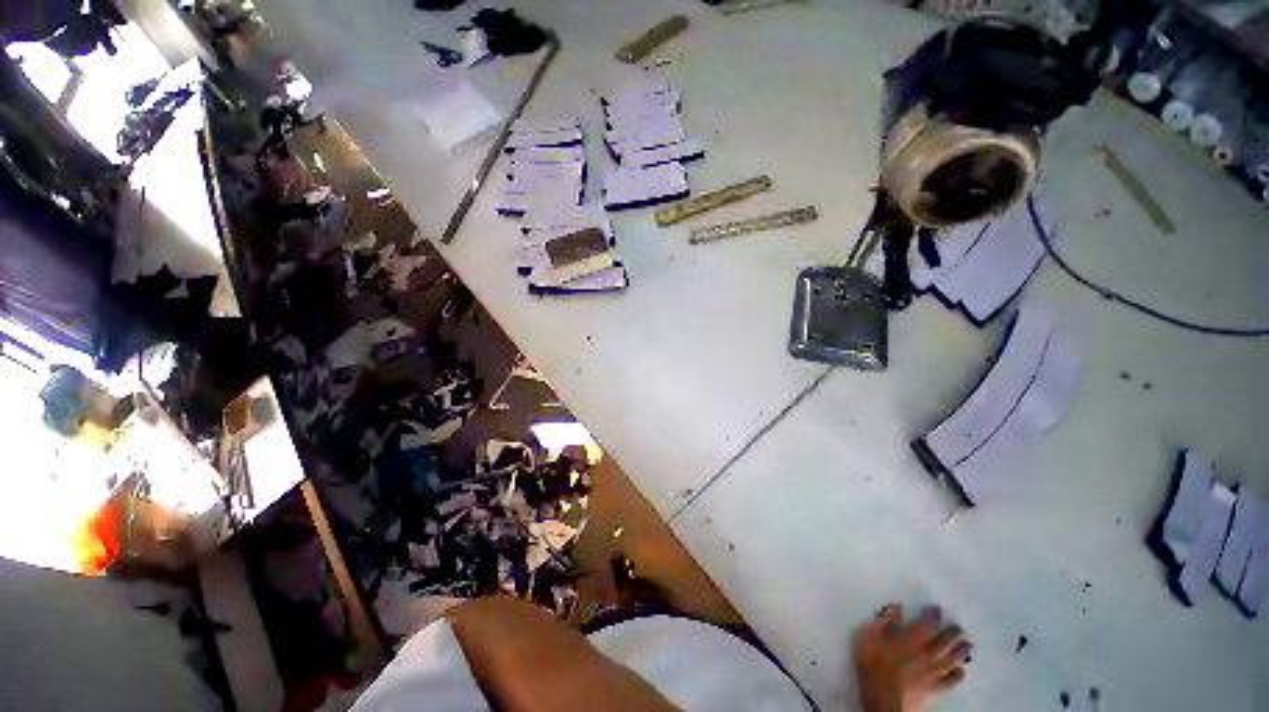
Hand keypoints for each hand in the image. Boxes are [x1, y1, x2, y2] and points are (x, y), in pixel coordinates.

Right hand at [854, 604, 970, 711]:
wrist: (883, 701)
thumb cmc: (872, 667)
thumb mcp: (868, 638)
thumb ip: (884, 622)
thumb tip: (897, 607)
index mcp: (909, 641)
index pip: (925, 625)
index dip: (932, 616)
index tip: (937, 609)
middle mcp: (925, 656)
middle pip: (942, 642)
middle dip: (951, 633)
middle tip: (959, 626)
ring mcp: (931, 674)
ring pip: (950, 660)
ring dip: (960, 652)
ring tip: (968, 644)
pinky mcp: (933, 690)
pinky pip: (949, 682)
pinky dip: (957, 676)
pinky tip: (962, 671)